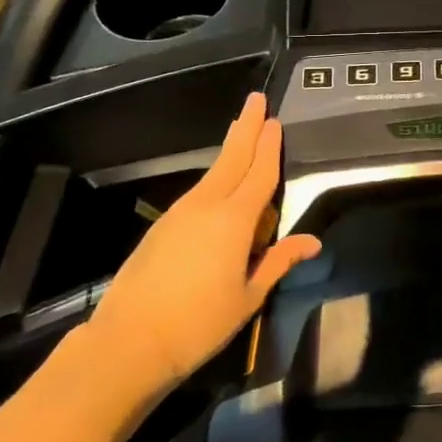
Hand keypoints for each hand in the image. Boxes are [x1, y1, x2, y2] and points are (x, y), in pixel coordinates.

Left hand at [92, 92, 319, 385]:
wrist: (128, 342)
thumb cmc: (199, 323)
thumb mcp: (248, 296)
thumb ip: (278, 261)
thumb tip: (313, 241)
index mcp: (235, 220)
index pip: (260, 174)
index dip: (270, 146)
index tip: (275, 120)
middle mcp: (207, 206)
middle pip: (233, 158)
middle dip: (247, 128)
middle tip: (256, 99)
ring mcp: (180, 213)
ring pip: (213, 173)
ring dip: (230, 150)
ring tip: (241, 132)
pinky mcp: (162, 227)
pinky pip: (198, 192)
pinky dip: (214, 177)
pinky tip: (218, 183)